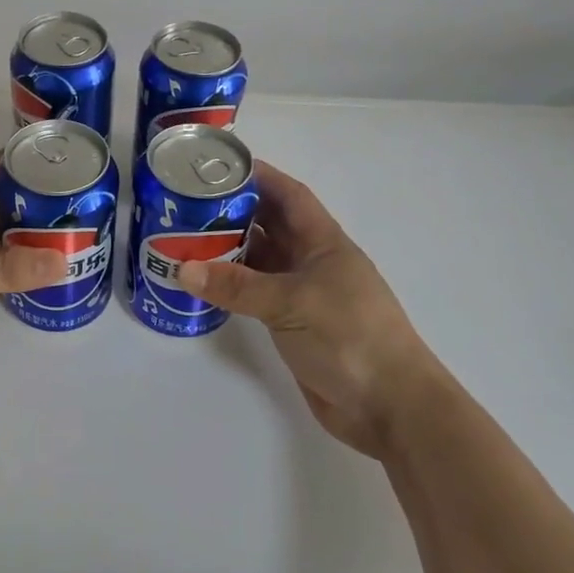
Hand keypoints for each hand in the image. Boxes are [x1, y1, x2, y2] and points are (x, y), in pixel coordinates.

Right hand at [177, 162, 436, 457]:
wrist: (390, 407)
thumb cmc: (350, 337)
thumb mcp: (291, 303)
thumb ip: (237, 286)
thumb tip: (183, 268)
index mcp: (323, 242)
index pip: (289, 194)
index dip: (259, 176)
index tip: (219, 165)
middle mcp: (313, 261)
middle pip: (270, 224)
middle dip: (234, 211)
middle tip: (188, 203)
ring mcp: (304, 294)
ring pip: (261, 259)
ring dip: (229, 249)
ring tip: (186, 238)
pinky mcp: (294, 324)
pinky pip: (257, 294)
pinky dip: (232, 286)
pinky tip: (204, 284)